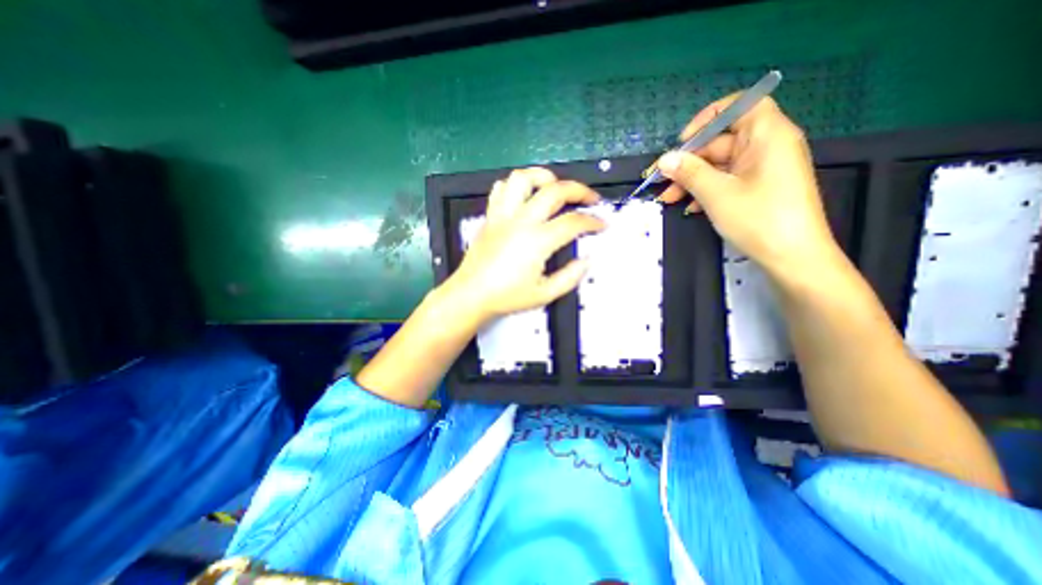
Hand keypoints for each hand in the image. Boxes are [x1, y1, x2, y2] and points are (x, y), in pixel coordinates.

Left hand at [435, 166, 602, 323]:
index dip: (593, 221)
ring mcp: (503, 215)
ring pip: (523, 178)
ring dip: (544, 177)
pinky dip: (516, 186)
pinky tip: (525, 197)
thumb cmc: (506, 296)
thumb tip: (586, 260)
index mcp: (537, 241)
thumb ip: (570, 277)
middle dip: (579, 190)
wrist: (471, 294)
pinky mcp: (490, 216)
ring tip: (555, 187)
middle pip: (555, 190)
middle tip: (590, 198)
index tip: (602, 224)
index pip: (573, 222)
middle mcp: (521, 221)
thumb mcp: (544, 294)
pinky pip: (501, 189)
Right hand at [657, 95, 836, 276]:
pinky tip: (689, 207)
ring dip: (692, 180)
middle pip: (721, 142)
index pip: (739, 107)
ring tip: (668, 198)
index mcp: (767, 135)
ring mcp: (762, 169)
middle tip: (661, 181)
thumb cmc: (758, 219)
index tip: (682, 142)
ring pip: (719, 165)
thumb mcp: (717, 194)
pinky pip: (727, 180)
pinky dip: (706, 190)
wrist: (792, 257)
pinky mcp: (758, 188)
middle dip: (689, 161)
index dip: (707, 119)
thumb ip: (689, 172)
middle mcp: (767, 146)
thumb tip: (664, 159)